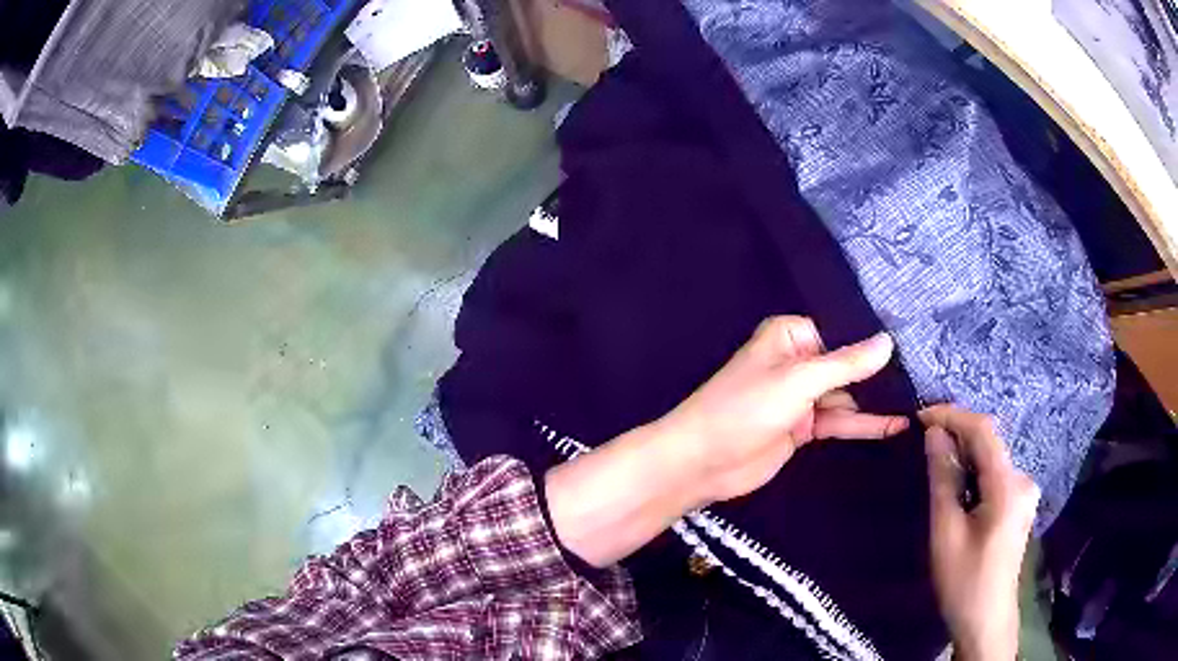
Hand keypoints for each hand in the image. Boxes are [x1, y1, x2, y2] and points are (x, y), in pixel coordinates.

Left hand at [546, 316, 907, 566]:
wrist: (701, 462)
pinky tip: (896, 424)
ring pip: (848, 395)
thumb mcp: (799, 381)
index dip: (875, 339)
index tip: (916, 340)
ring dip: (878, 400)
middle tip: (928, 373)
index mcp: (791, 336)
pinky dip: (865, 424)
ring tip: (922, 399)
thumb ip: (846, 364)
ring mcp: (802, 397)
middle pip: (848, 364)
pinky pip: (840, 422)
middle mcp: (799, 361)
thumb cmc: (745, 408)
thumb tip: (888, 341)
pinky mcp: (804, 427)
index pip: (842, 331)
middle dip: (882, 371)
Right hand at [920, 405, 1039, 660]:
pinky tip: (957, 487)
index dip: (952, 416)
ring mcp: (1024, 493)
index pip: (983, 430)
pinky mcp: (1019, 505)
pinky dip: (974, 473)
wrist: (985, 621)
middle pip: (990, 444)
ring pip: (991, 461)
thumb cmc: (963, 581)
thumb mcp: (946, 532)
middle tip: (923, 439)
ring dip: (965, 456)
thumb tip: (934, 434)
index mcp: (1008, 486)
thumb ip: (943, 480)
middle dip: (957, 436)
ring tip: (935, 462)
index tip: (920, 416)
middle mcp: (1022, 480)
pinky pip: (995, 476)